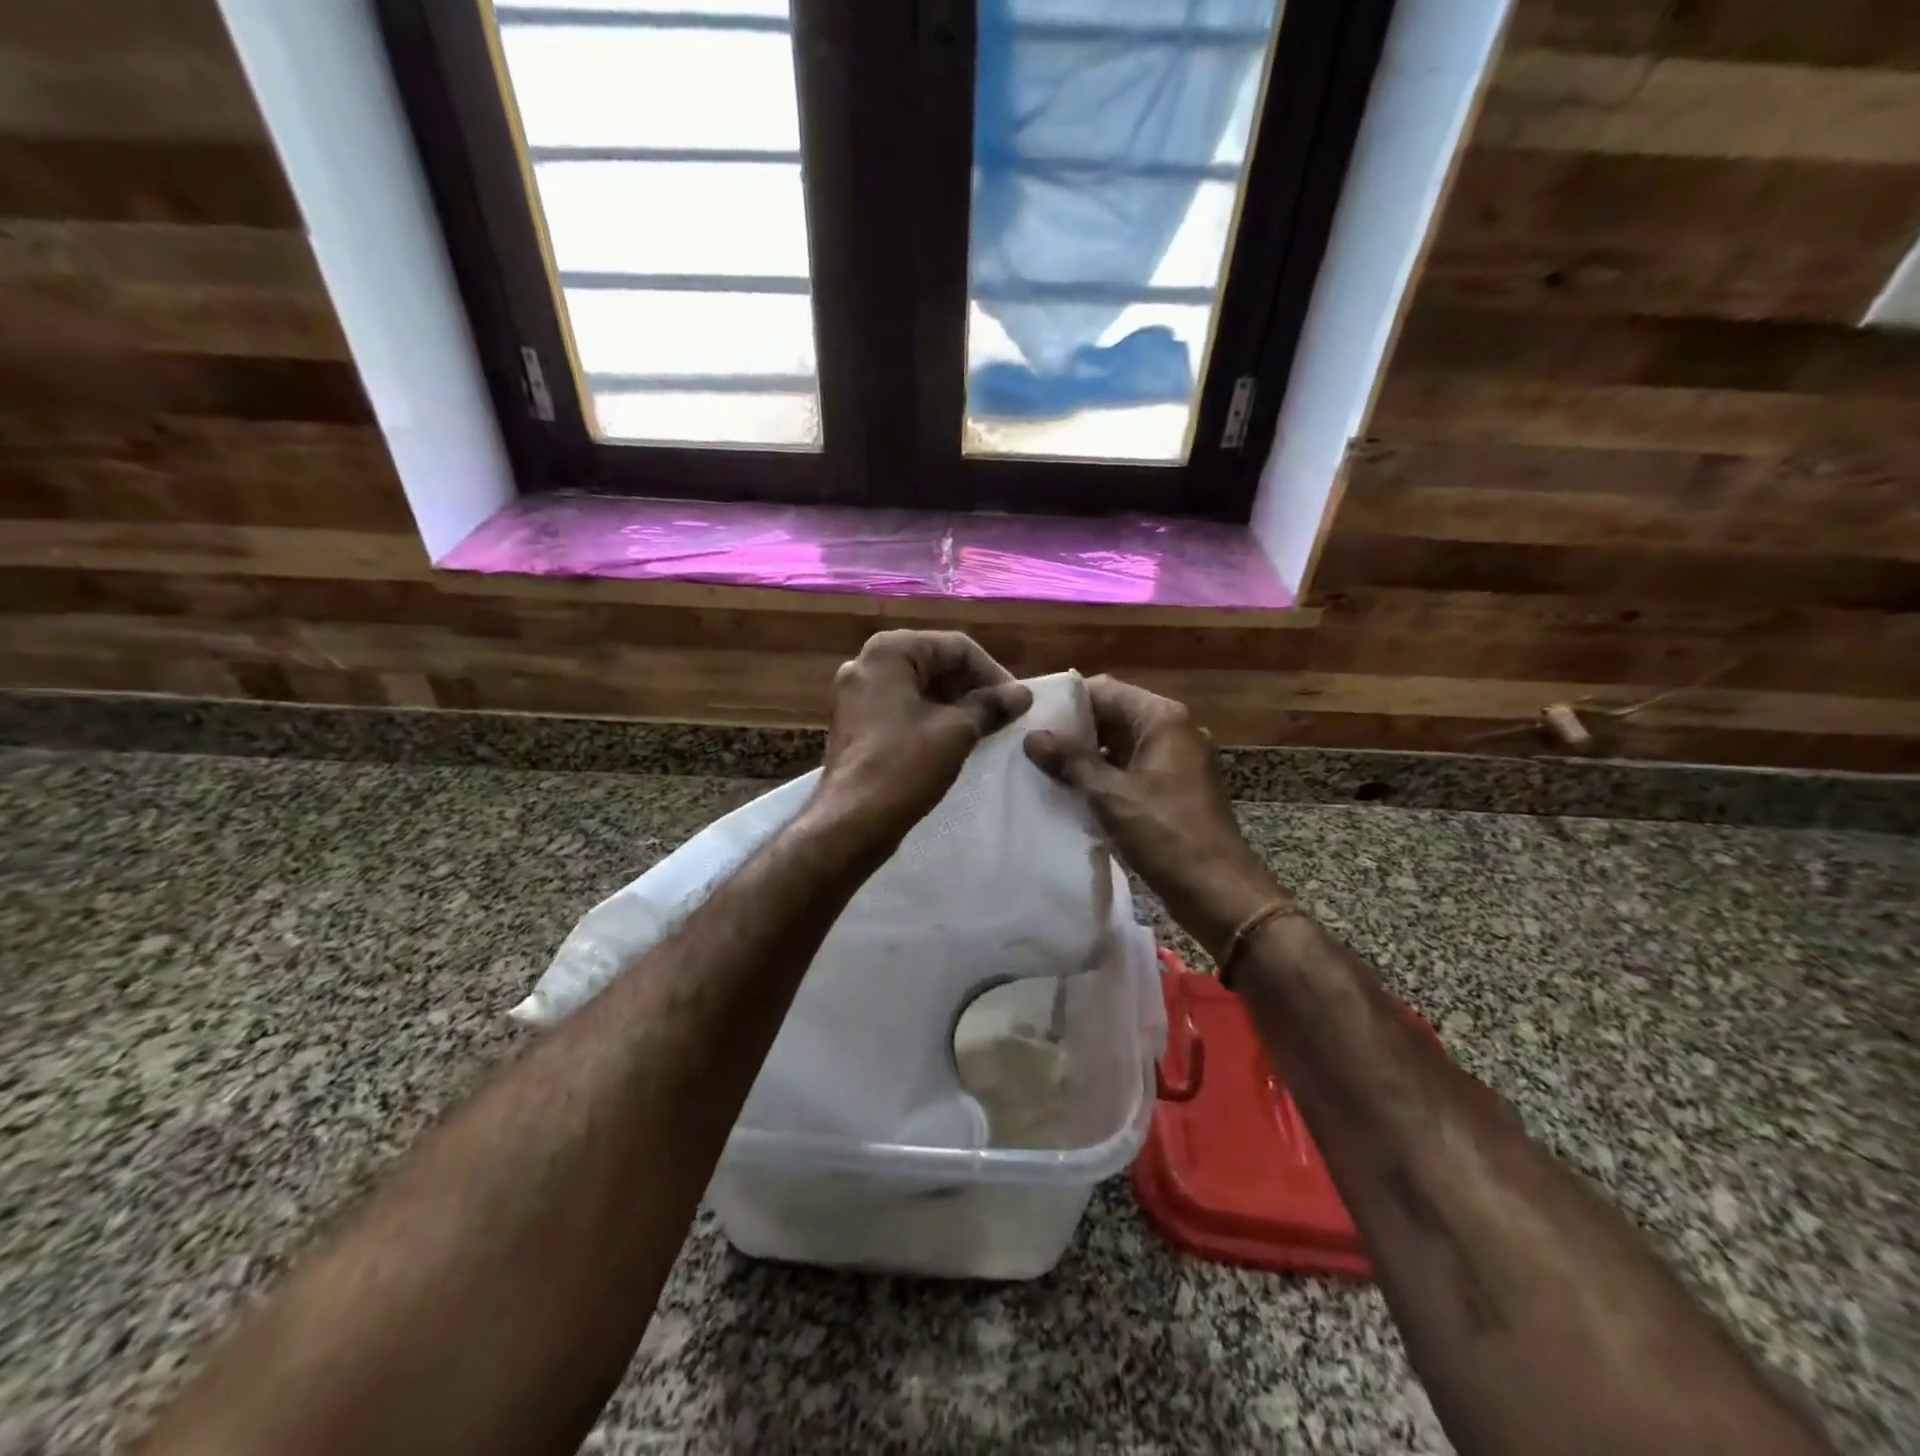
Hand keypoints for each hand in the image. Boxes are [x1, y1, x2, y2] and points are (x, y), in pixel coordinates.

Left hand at [815, 630, 1031, 843]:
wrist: (850, 821)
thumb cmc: (904, 766)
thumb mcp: (956, 731)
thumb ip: (991, 705)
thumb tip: (1022, 694)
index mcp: (889, 651)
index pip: (955, 647)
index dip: (992, 672)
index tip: (1016, 703)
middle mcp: (866, 663)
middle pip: (934, 663)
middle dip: (972, 687)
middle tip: (1002, 716)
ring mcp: (855, 694)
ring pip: (918, 687)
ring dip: (954, 704)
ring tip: (984, 730)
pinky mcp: (854, 723)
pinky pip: (900, 708)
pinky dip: (930, 718)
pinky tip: (953, 742)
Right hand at [1025, 675, 1279, 957]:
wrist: (1218, 891)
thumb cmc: (1165, 834)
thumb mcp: (1110, 795)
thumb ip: (1070, 761)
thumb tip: (1032, 736)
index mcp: (1162, 719)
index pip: (1105, 690)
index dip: (1066, 701)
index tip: (1030, 717)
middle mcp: (1174, 730)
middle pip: (1114, 714)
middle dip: (1074, 730)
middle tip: (1030, 745)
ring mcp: (1178, 760)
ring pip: (1122, 744)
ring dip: (1088, 755)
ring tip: (1044, 769)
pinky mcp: (1176, 788)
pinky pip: (1133, 769)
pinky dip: (1106, 776)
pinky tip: (1074, 792)